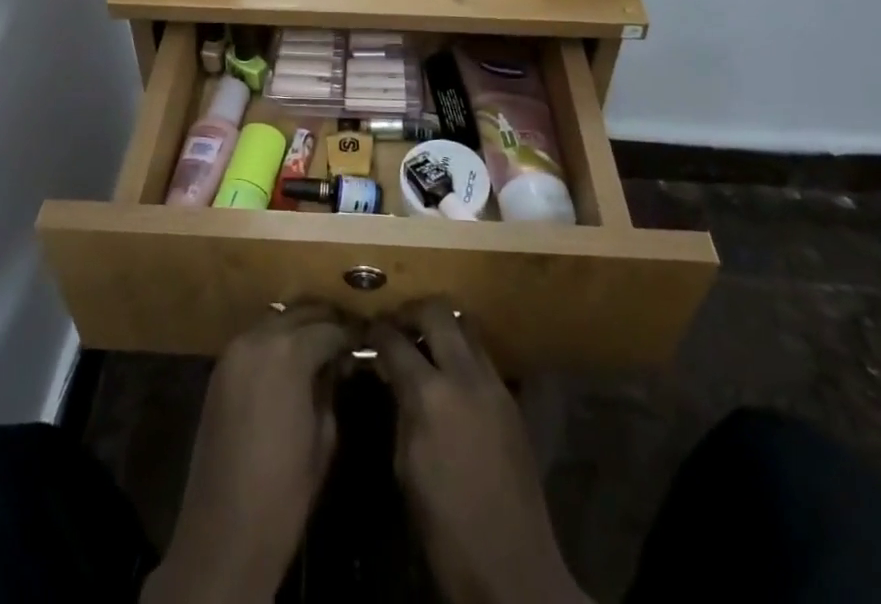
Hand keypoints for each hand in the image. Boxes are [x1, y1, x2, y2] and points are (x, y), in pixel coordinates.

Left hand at [142, 307, 355, 603]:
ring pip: (276, 319)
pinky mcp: (219, 368)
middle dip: (325, 320)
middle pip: (300, 312)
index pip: (329, 328)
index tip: (365, 340)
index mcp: (289, 353)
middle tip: (346, 336)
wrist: (224, 533)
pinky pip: (255, 339)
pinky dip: (276, 340)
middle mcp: (258, 338)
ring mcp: (234, 350)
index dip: (350, 333)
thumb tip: (337, 362)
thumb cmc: (284, 491)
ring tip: (321, 345)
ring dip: (299, 326)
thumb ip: (330, 387)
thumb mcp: (324, 437)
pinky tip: (290, 360)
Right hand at [371, 303, 588, 603]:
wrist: (513, 569)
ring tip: (425, 343)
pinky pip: (483, 356)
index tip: (366, 330)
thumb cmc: (446, 529)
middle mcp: (465, 376)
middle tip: (397, 324)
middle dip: (412, 311)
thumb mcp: (405, 468)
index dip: (377, 331)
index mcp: (431, 396)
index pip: (395, 341)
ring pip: (467, 327)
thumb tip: (392, 377)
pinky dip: (463, 352)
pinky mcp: (512, 400)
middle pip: (438, 312)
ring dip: (443, 326)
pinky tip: (451, 374)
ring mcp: (494, 385)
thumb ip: (400, 410)